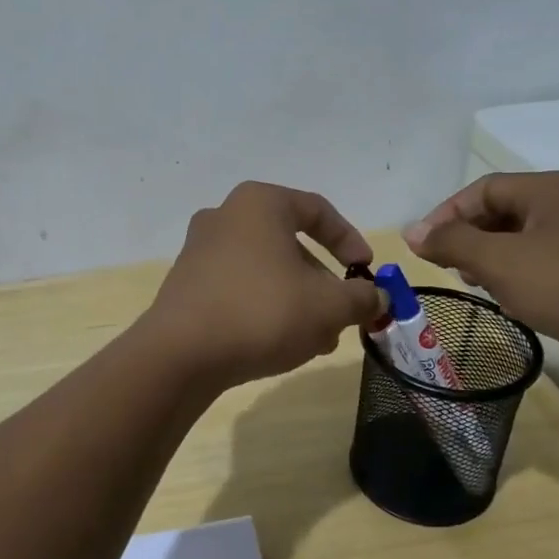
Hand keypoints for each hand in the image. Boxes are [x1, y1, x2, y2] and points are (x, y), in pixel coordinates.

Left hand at [143, 182, 385, 387]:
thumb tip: (377, 297)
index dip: (350, 241)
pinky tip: (280, 345)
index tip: (366, 272)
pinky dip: (265, 308)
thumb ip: (361, 297)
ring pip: (266, 271)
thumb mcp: (328, 306)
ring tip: (317, 342)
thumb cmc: (263, 312)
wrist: (181, 354)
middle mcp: (225, 217)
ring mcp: (200, 251)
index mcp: (259, 204)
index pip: (317, 210)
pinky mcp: (186, 285)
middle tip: (342, 317)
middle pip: (290, 245)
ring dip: (298, 301)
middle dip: (323, 283)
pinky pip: (239, 288)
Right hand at [404, 172, 558, 397]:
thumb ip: (452, 243)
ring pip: (522, 241)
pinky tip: (513, 302)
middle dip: (468, 238)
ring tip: (476, 287)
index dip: (446, 215)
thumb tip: (412, 233)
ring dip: (491, 260)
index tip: (421, 249)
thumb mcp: (501, 261)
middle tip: (447, 270)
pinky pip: (545, 265)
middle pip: (502, 212)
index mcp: (551, 189)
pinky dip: (519, 277)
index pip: (483, 189)